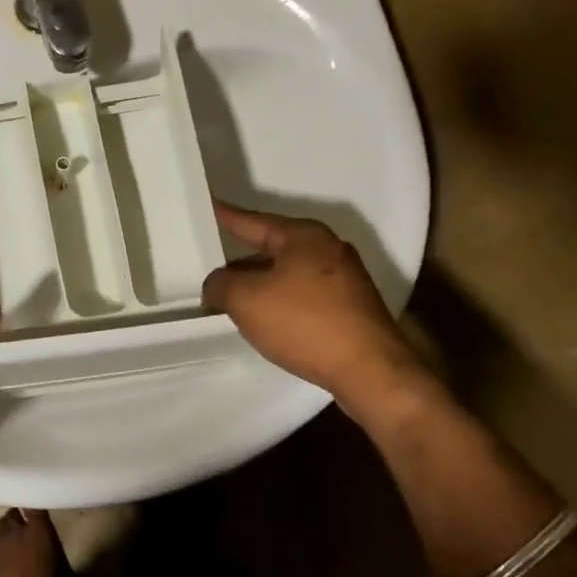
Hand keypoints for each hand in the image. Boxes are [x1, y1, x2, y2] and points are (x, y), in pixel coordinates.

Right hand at [202, 202, 424, 405]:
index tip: (207, 205)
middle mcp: (327, 248)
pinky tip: (266, 322)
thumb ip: (220, 285)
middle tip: (209, 271)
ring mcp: (344, 278)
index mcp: (303, 236)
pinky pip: (304, 296)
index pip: (252, 221)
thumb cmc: (304, 323)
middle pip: (271, 249)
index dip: (225, 216)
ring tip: (231, 302)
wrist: (369, 370)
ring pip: (287, 275)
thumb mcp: (246, 300)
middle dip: (240, 263)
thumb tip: (217, 284)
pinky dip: (280, 303)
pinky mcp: (351, 307)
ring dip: (260, 287)